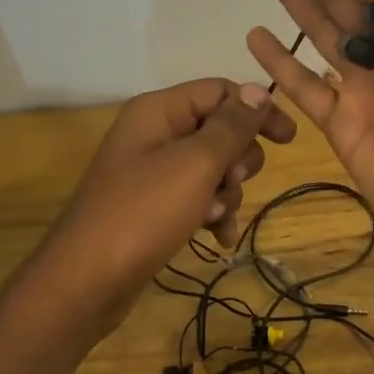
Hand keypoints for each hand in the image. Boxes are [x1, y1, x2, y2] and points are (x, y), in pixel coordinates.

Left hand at [33, 79, 295, 335]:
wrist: (85, 283)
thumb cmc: (143, 213)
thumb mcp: (196, 164)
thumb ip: (231, 126)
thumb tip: (257, 91)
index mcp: (159, 110)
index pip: (220, 91)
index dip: (256, 110)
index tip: (288, 139)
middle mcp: (155, 133)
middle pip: (219, 128)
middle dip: (237, 158)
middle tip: (231, 181)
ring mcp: (152, 170)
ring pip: (212, 166)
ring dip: (226, 191)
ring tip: (214, 218)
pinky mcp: (153, 204)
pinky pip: (197, 196)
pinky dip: (212, 213)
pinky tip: (219, 239)